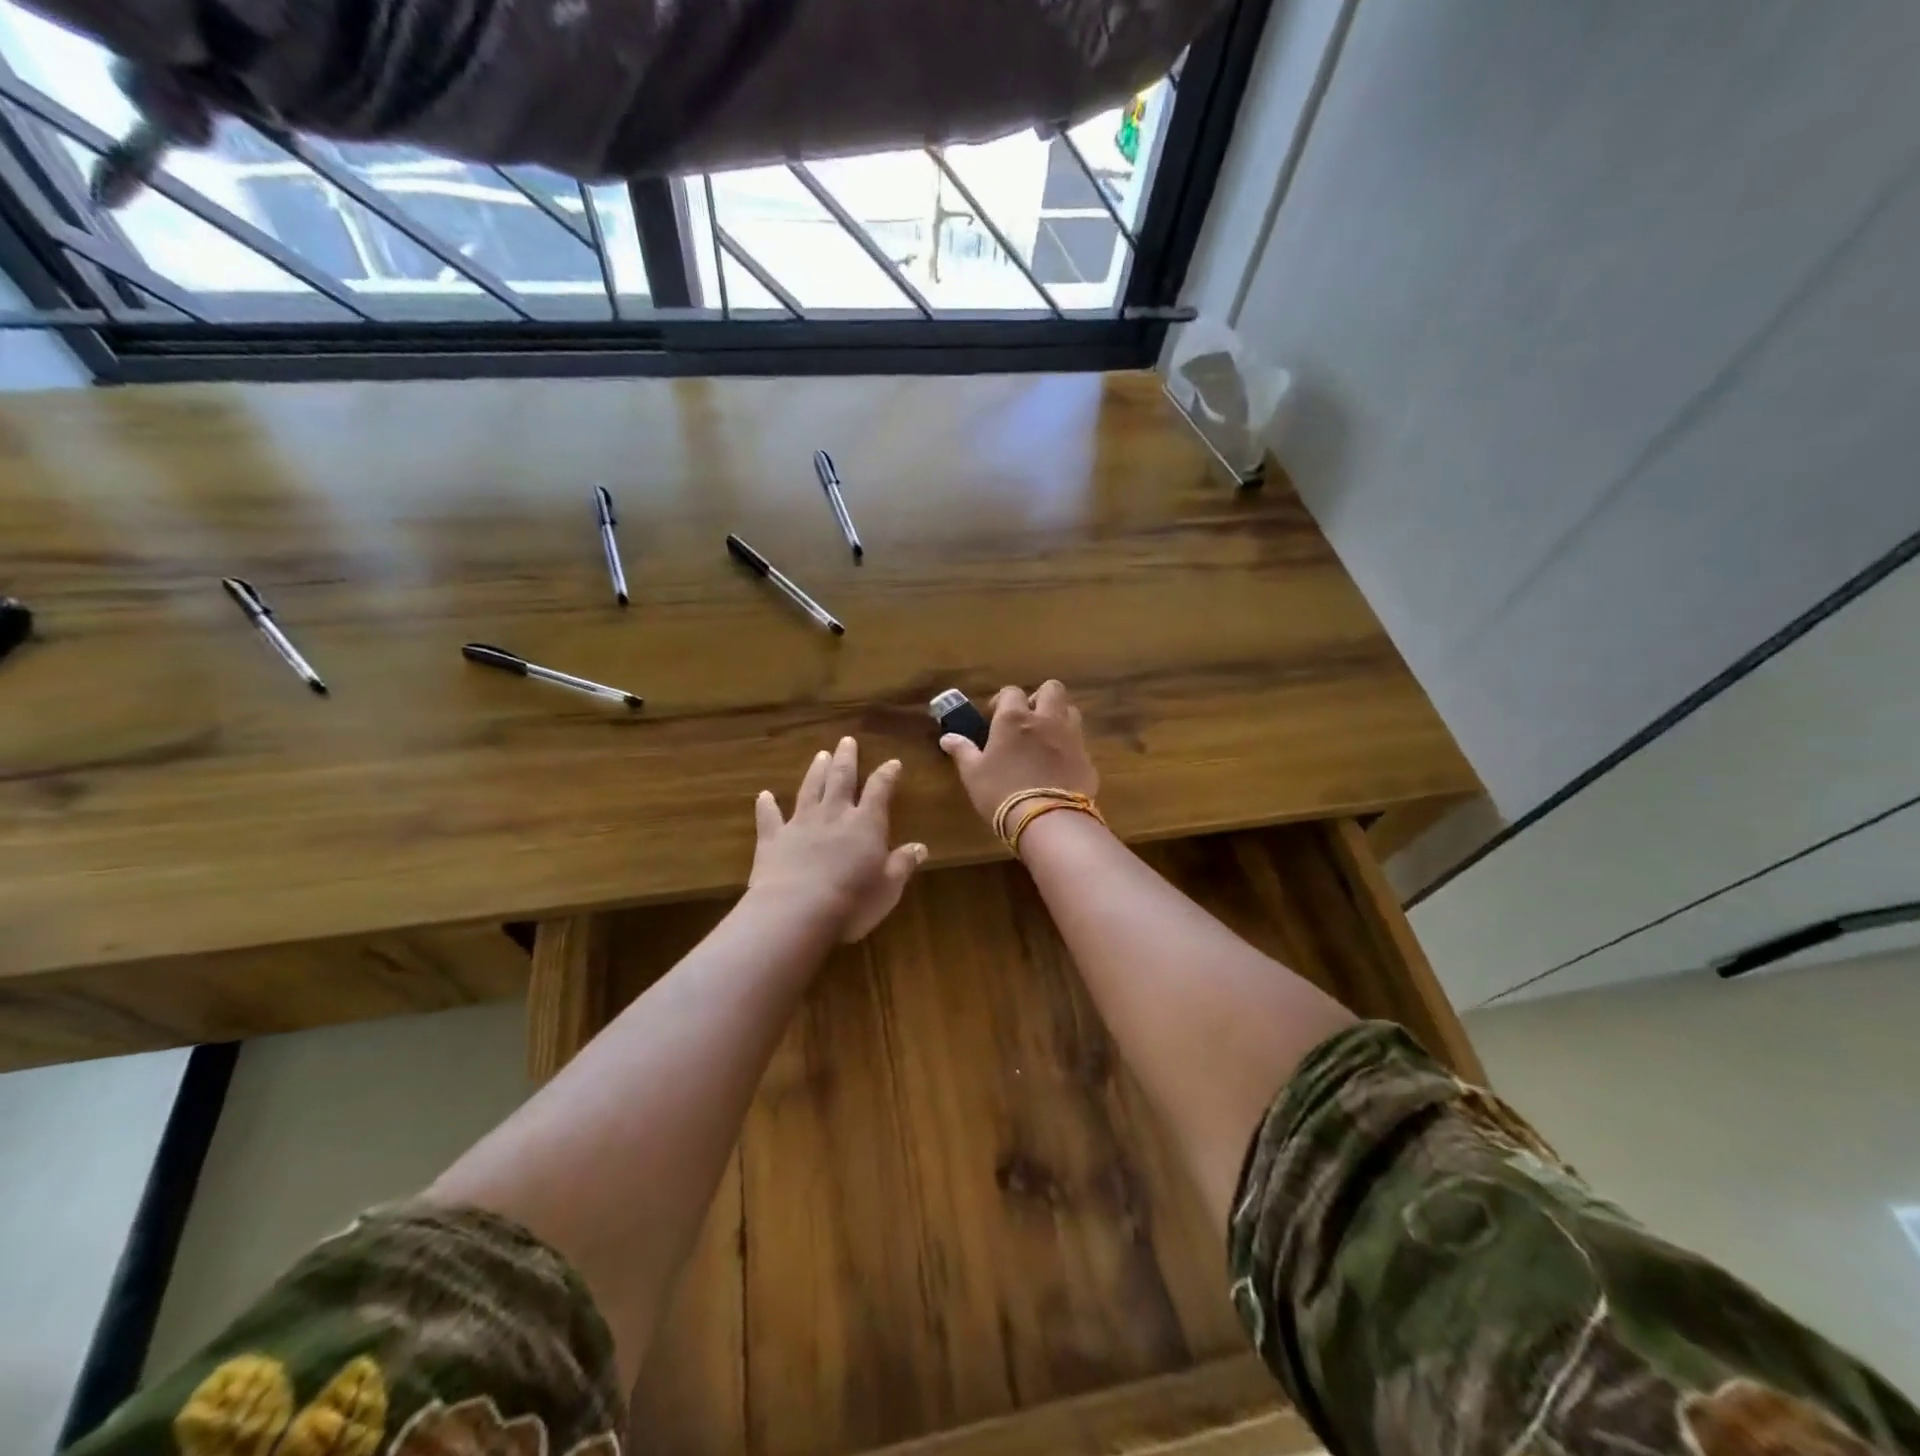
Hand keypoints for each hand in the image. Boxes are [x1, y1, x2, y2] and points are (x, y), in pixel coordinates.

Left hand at [750, 736, 926, 942]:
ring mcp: (800, 824)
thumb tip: (921, 847)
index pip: (879, 790)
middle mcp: (833, 815)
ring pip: (809, 789)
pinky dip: (766, 805)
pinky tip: (763, 795)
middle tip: (847, 741)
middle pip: (841, 779)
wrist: (796, 911)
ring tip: (820, 755)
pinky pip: (769, 817)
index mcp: (865, 824)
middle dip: (846, 759)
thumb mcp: (889, 886)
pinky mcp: (772, 839)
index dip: (887, 775)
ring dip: (815, 771)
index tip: (893, 762)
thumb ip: (903, 864)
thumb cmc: (853, 901)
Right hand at [939, 681, 1099, 826]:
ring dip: (1058, 717)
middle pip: (1052, 689)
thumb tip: (948, 737)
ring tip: (1045, 738)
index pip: (1011, 691)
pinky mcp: (1087, 758)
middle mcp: (1046, 719)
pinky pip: (1079, 742)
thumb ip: (962, 751)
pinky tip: (1059, 765)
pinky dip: (1070, 746)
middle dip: (1040, 698)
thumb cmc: (1001, 792)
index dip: (1003, 701)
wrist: (1047, 819)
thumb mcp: (973, 774)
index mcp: (1014, 718)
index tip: (994, 716)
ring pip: (1070, 711)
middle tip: (1027, 719)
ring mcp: (1071, 736)